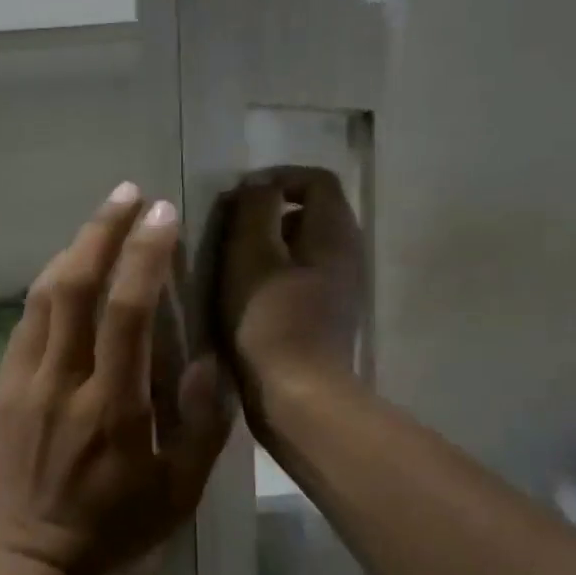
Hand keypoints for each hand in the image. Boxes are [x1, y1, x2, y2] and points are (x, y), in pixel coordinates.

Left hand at [0, 184, 233, 574]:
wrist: (29, 553)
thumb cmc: (112, 526)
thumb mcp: (180, 491)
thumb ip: (203, 424)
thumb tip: (207, 357)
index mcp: (113, 407)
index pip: (127, 311)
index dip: (145, 255)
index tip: (162, 214)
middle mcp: (63, 382)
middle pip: (76, 286)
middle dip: (102, 230)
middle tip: (127, 193)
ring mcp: (24, 381)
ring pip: (43, 296)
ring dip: (74, 250)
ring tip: (101, 222)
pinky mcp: (1, 387)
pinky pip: (25, 322)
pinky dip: (48, 287)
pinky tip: (68, 272)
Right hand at [213, 166, 362, 406]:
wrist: (297, 397)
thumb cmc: (269, 320)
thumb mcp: (250, 255)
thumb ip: (253, 210)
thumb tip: (255, 186)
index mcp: (334, 232)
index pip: (315, 179)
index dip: (275, 177)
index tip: (236, 197)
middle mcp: (347, 254)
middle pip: (311, 213)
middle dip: (268, 213)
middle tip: (227, 230)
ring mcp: (340, 289)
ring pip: (303, 249)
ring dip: (267, 247)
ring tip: (229, 264)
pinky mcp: (326, 318)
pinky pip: (300, 278)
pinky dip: (272, 276)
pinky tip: (244, 298)